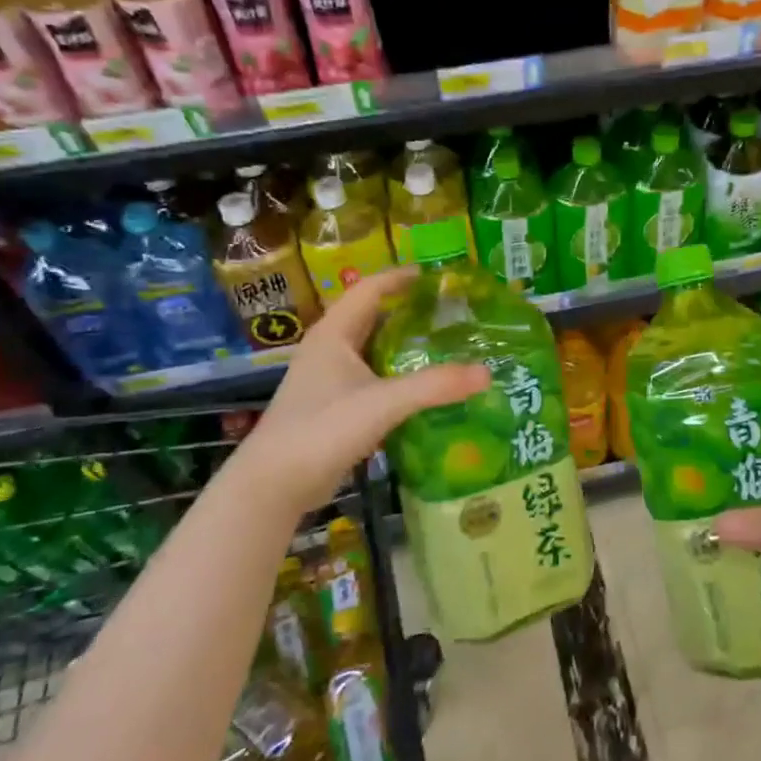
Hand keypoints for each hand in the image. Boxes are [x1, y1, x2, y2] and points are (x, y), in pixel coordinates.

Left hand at [228, 267, 489, 520]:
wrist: (273, 485)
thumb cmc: (322, 429)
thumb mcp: (383, 403)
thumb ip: (434, 386)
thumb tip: (487, 372)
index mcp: (334, 334)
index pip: (370, 289)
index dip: (401, 277)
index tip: (437, 275)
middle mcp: (329, 350)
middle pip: (372, 316)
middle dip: (408, 310)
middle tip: (450, 311)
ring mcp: (328, 380)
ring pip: (372, 349)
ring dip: (403, 344)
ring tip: (444, 344)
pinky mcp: (333, 407)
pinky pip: (372, 378)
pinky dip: (397, 375)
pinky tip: (423, 388)